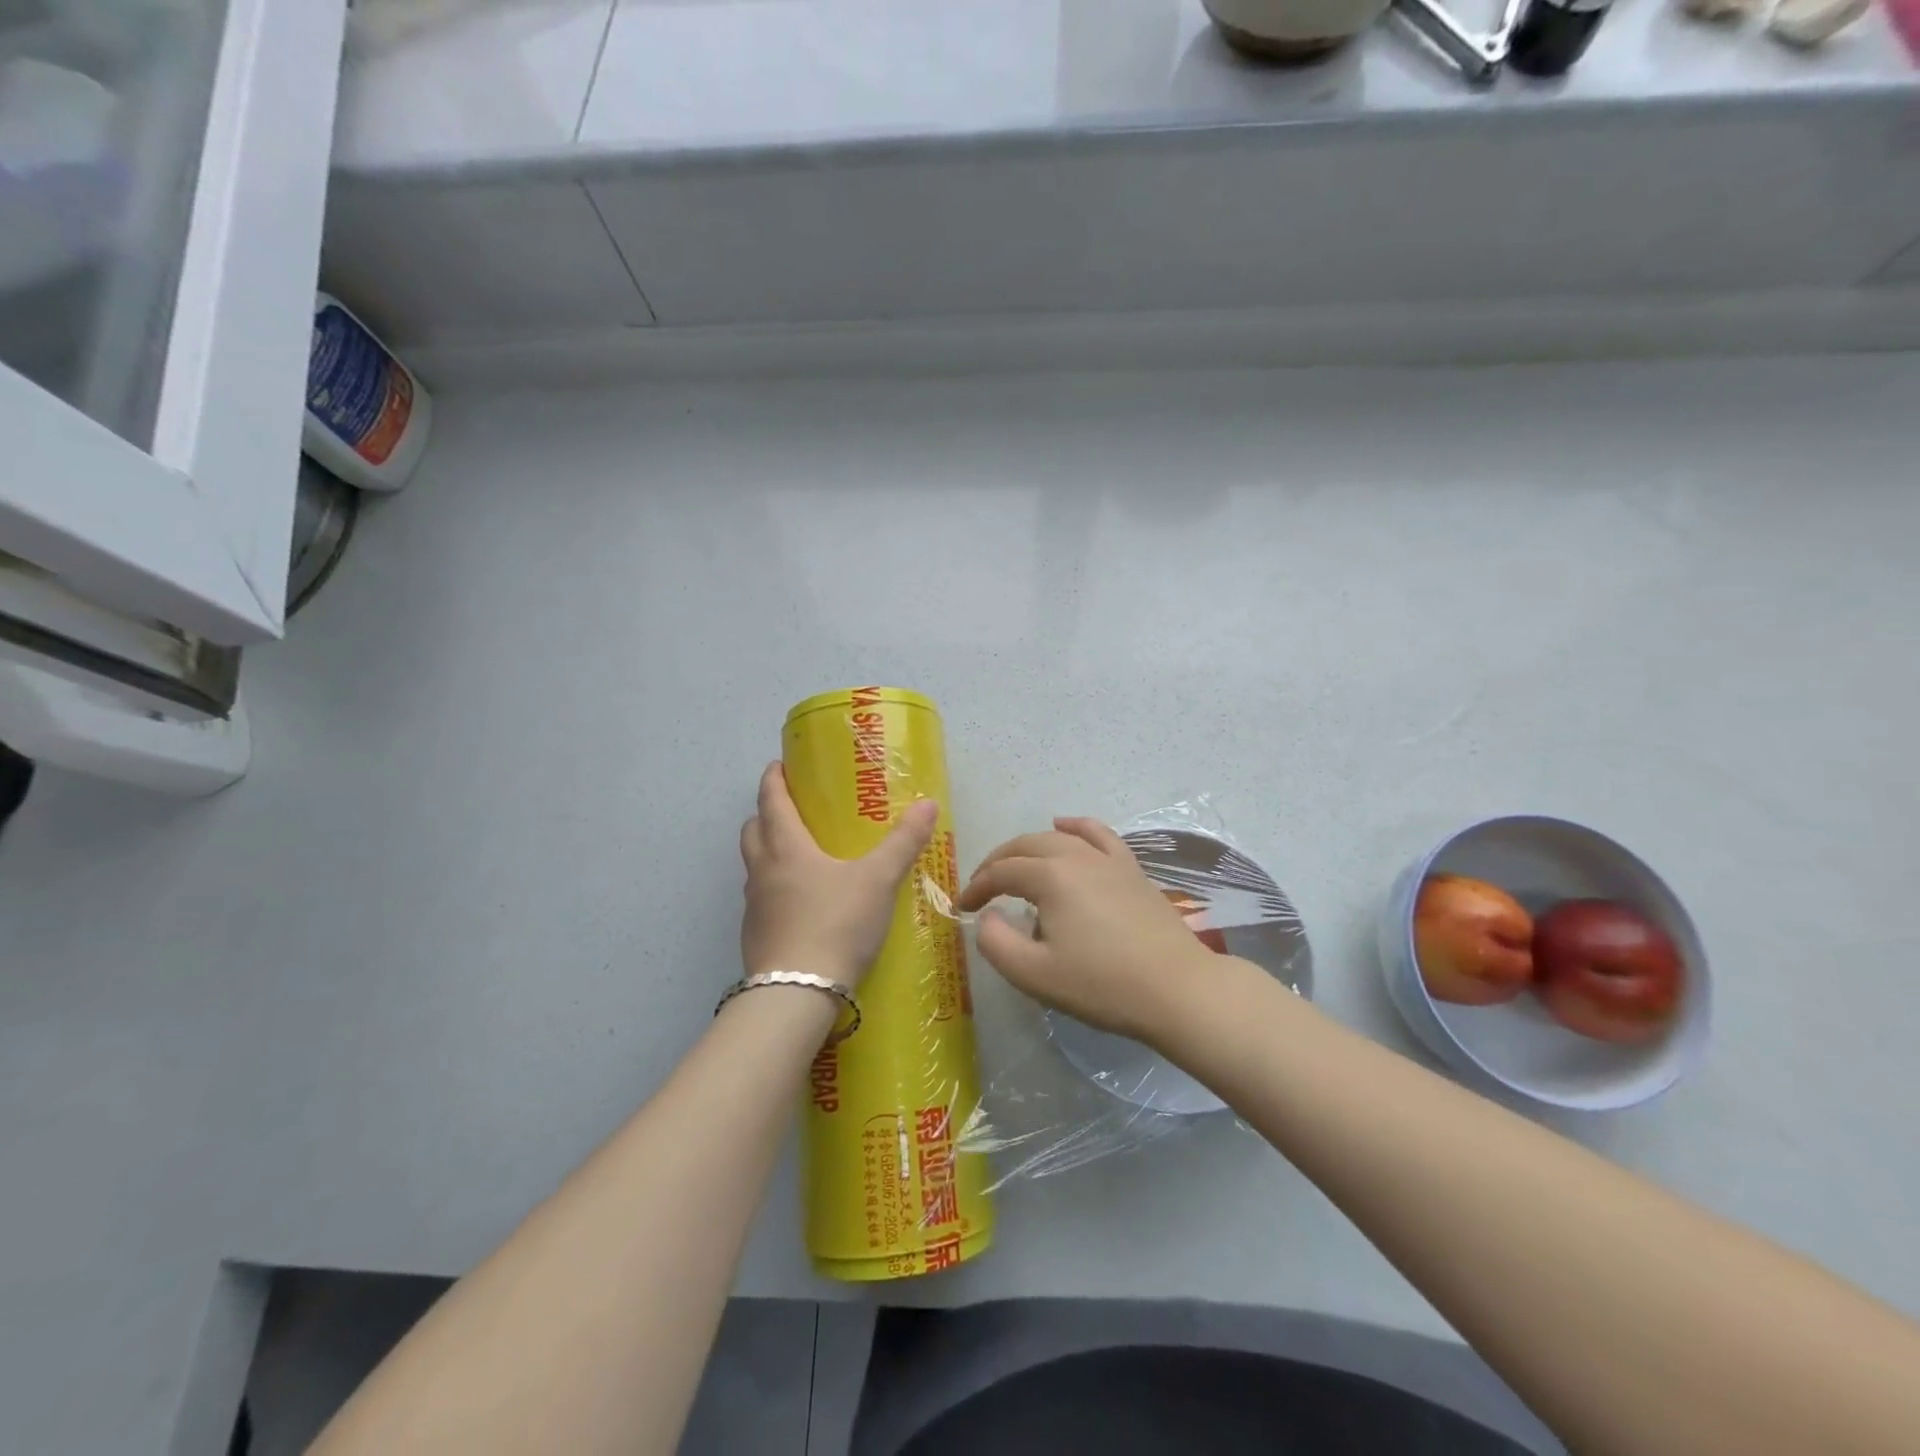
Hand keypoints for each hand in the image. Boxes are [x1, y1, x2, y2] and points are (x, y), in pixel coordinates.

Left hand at [740, 762, 938, 986]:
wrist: (797, 993)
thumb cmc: (836, 923)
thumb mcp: (878, 880)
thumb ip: (903, 842)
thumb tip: (928, 803)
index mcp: (786, 846)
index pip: (771, 799)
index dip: (774, 779)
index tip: (780, 765)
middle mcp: (762, 869)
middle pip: (753, 829)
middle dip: (766, 813)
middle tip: (793, 809)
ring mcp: (754, 905)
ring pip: (754, 865)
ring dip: (768, 851)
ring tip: (800, 856)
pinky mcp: (755, 935)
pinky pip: (761, 898)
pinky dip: (775, 888)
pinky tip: (802, 904)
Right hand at [956, 817, 1224, 1044]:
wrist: (1177, 989)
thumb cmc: (1103, 985)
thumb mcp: (1035, 975)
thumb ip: (997, 943)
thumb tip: (987, 917)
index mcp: (1050, 877)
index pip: (1002, 872)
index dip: (977, 887)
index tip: (963, 908)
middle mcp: (1077, 856)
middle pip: (1025, 846)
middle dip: (997, 863)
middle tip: (982, 888)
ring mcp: (1108, 859)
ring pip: (1058, 838)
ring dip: (1028, 847)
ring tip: (1013, 864)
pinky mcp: (1131, 869)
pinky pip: (1098, 834)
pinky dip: (1076, 827)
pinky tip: (1064, 825)